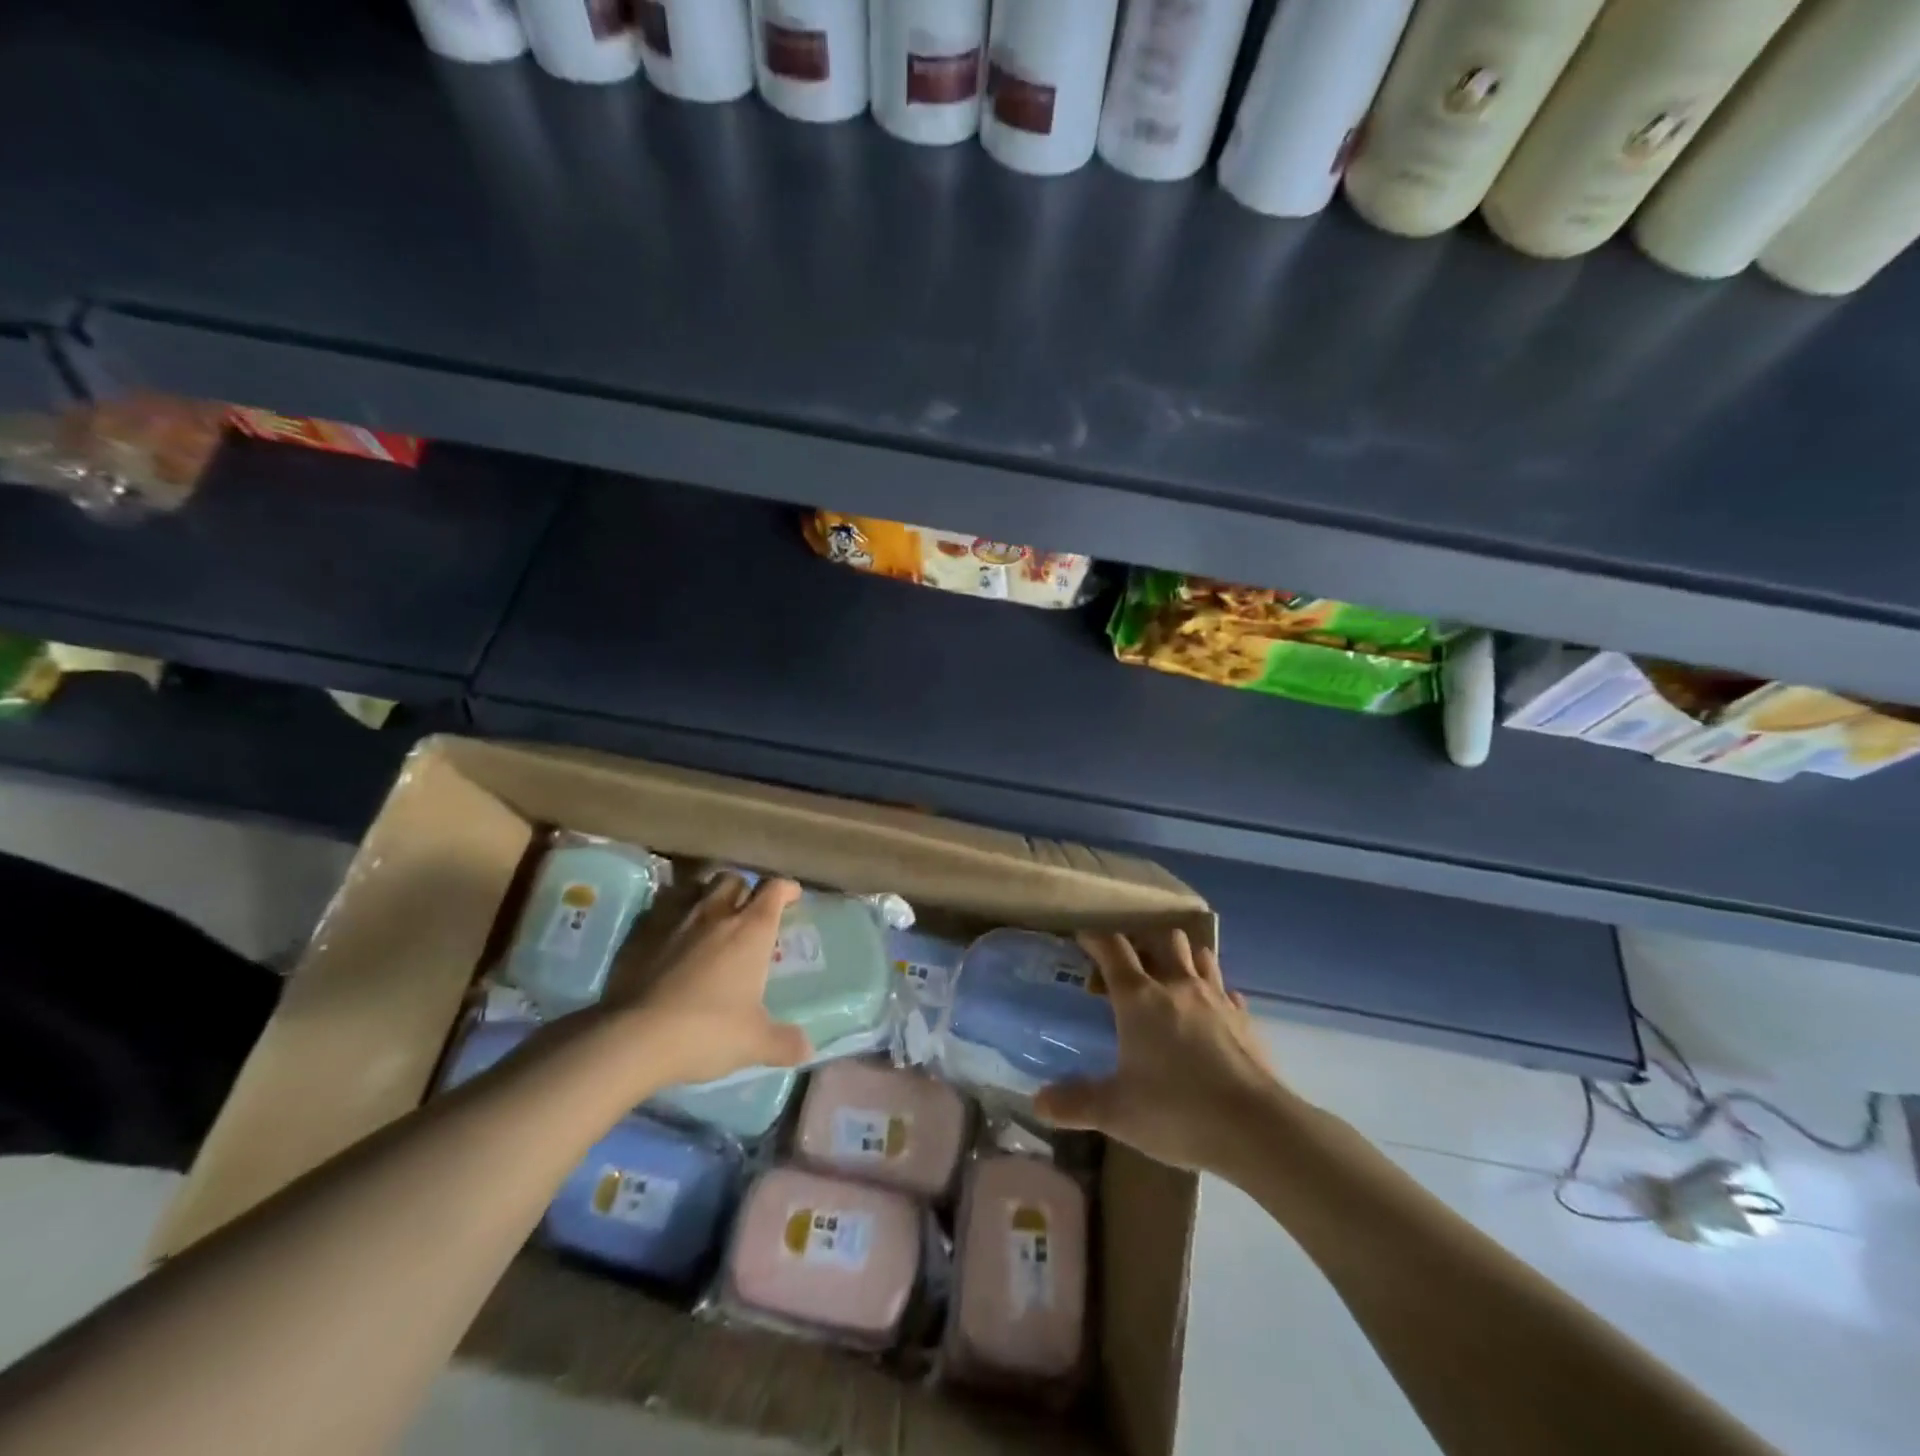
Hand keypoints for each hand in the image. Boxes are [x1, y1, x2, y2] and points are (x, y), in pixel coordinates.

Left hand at [599, 873, 813, 1087]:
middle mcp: (715, 914)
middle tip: (746, 911)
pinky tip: (672, 939)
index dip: (785, 888)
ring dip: (707, 897)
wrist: (633, 1038)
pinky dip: (673, 916)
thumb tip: (807, 1049)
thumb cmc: (707, 1031)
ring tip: (710, 919)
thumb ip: (784, 1042)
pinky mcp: (641, 933)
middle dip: (744, 889)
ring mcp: (675, 920)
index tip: (791, 896)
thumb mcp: (754, 1043)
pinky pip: (662, 909)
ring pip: (696, 889)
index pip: (774, 890)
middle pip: (733, 879)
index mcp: (750, 930)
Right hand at [1033, 930, 1283, 1173]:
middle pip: (1162, 940)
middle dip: (1144, 945)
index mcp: (1139, 998)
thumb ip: (1075, 1103)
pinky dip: (1214, 994)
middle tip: (1130, 969)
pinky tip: (1210, 1015)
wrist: (1258, 1129)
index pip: (1113, 949)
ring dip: (1183, 959)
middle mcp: (1178, 986)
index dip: (1095, 938)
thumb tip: (1038, 1101)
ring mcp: (1217, 999)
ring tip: (1171, 981)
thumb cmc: (1178, 1111)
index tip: (1083, 938)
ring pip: (1199, 957)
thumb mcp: (1116, 1113)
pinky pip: (1227, 992)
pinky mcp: (1245, 1020)